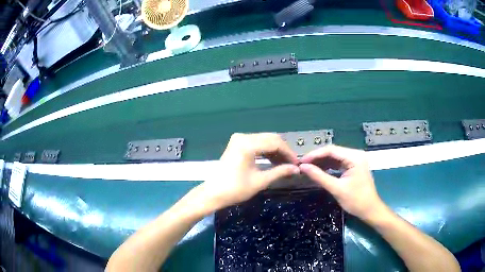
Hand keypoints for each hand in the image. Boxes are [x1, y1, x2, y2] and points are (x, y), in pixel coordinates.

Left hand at [199, 133, 299, 211]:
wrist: (213, 193)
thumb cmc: (236, 189)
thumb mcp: (260, 181)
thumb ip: (280, 172)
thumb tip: (296, 169)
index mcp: (248, 144)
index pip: (275, 143)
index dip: (289, 153)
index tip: (297, 163)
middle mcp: (243, 136)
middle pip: (270, 138)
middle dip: (283, 151)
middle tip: (292, 164)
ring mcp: (239, 139)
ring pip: (264, 140)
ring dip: (276, 151)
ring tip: (285, 164)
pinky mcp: (237, 144)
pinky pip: (257, 143)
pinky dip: (266, 151)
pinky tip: (274, 161)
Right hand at [299, 145, 385, 220]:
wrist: (370, 210)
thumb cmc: (356, 201)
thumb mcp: (336, 189)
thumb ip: (319, 176)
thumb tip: (303, 167)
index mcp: (354, 157)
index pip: (331, 150)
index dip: (314, 155)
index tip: (301, 162)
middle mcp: (355, 154)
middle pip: (333, 152)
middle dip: (317, 158)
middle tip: (302, 165)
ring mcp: (355, 160)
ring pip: (335, 157)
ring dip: (322, 162)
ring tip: (308, 168)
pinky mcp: (354, 166)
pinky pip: (338, 163)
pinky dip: (328, 167)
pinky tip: (319, 171)